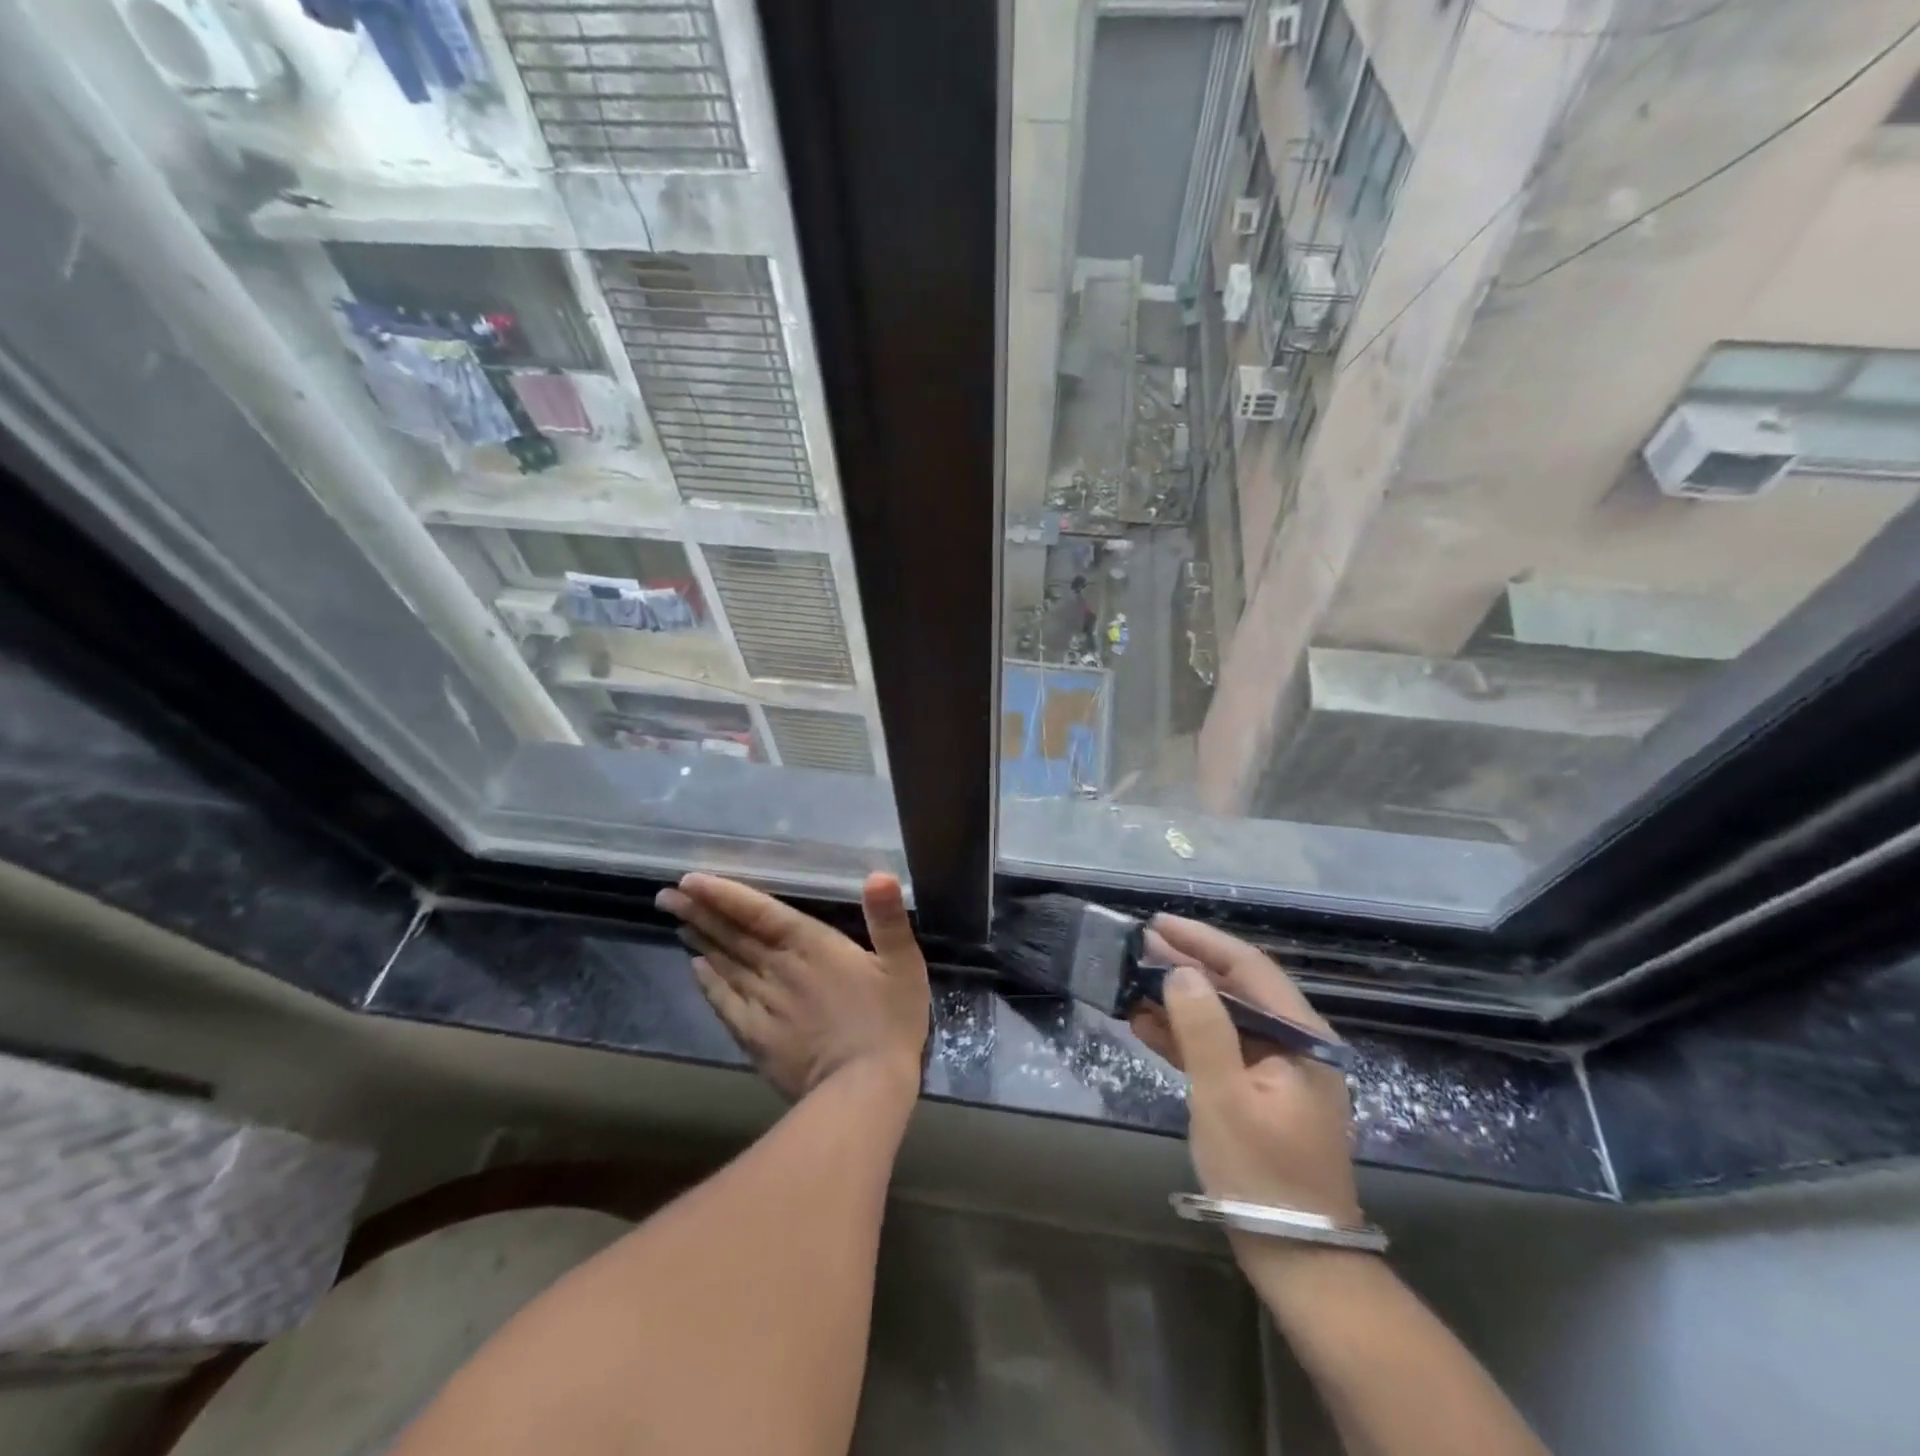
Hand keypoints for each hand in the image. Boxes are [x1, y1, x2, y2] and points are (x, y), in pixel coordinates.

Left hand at [655, 872, 929, 1101]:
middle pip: (732, 936)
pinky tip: (696, 970)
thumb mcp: (904, 964)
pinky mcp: (756, 1038)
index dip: (724, 895)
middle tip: (666, 895)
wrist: (864, 1091)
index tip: (690, 879)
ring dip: (699, 941)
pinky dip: (708, 983)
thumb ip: (889, 919)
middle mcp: (779, 969)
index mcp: (812, 946)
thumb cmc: (890, 1021)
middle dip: (698, 912)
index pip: (759, 912)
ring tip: (676, 921)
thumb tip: (879, 875)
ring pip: (724, 965)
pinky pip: (724, 1003)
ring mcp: (763, 1005)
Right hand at [1129, 915, 1360, 1230]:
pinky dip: (1184, 1036)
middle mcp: (1293, 1043)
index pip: (1248, 968)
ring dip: (1179, 1000)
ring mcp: (1275, 1069)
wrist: (1298, 1259)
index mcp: (1300, 1036)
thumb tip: (1179, 971)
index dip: (1201, 941)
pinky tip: (1146, 1024)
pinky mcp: (1256, 1092)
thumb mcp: (1225, 1098)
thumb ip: (1203, 1029)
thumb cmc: (1263, 1175)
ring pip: (1222, 1018)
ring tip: (1132, 981)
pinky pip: (1218, 1050)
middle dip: (1184, 967)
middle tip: (1136, 949)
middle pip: (1234, 989)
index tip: (1157, 923)